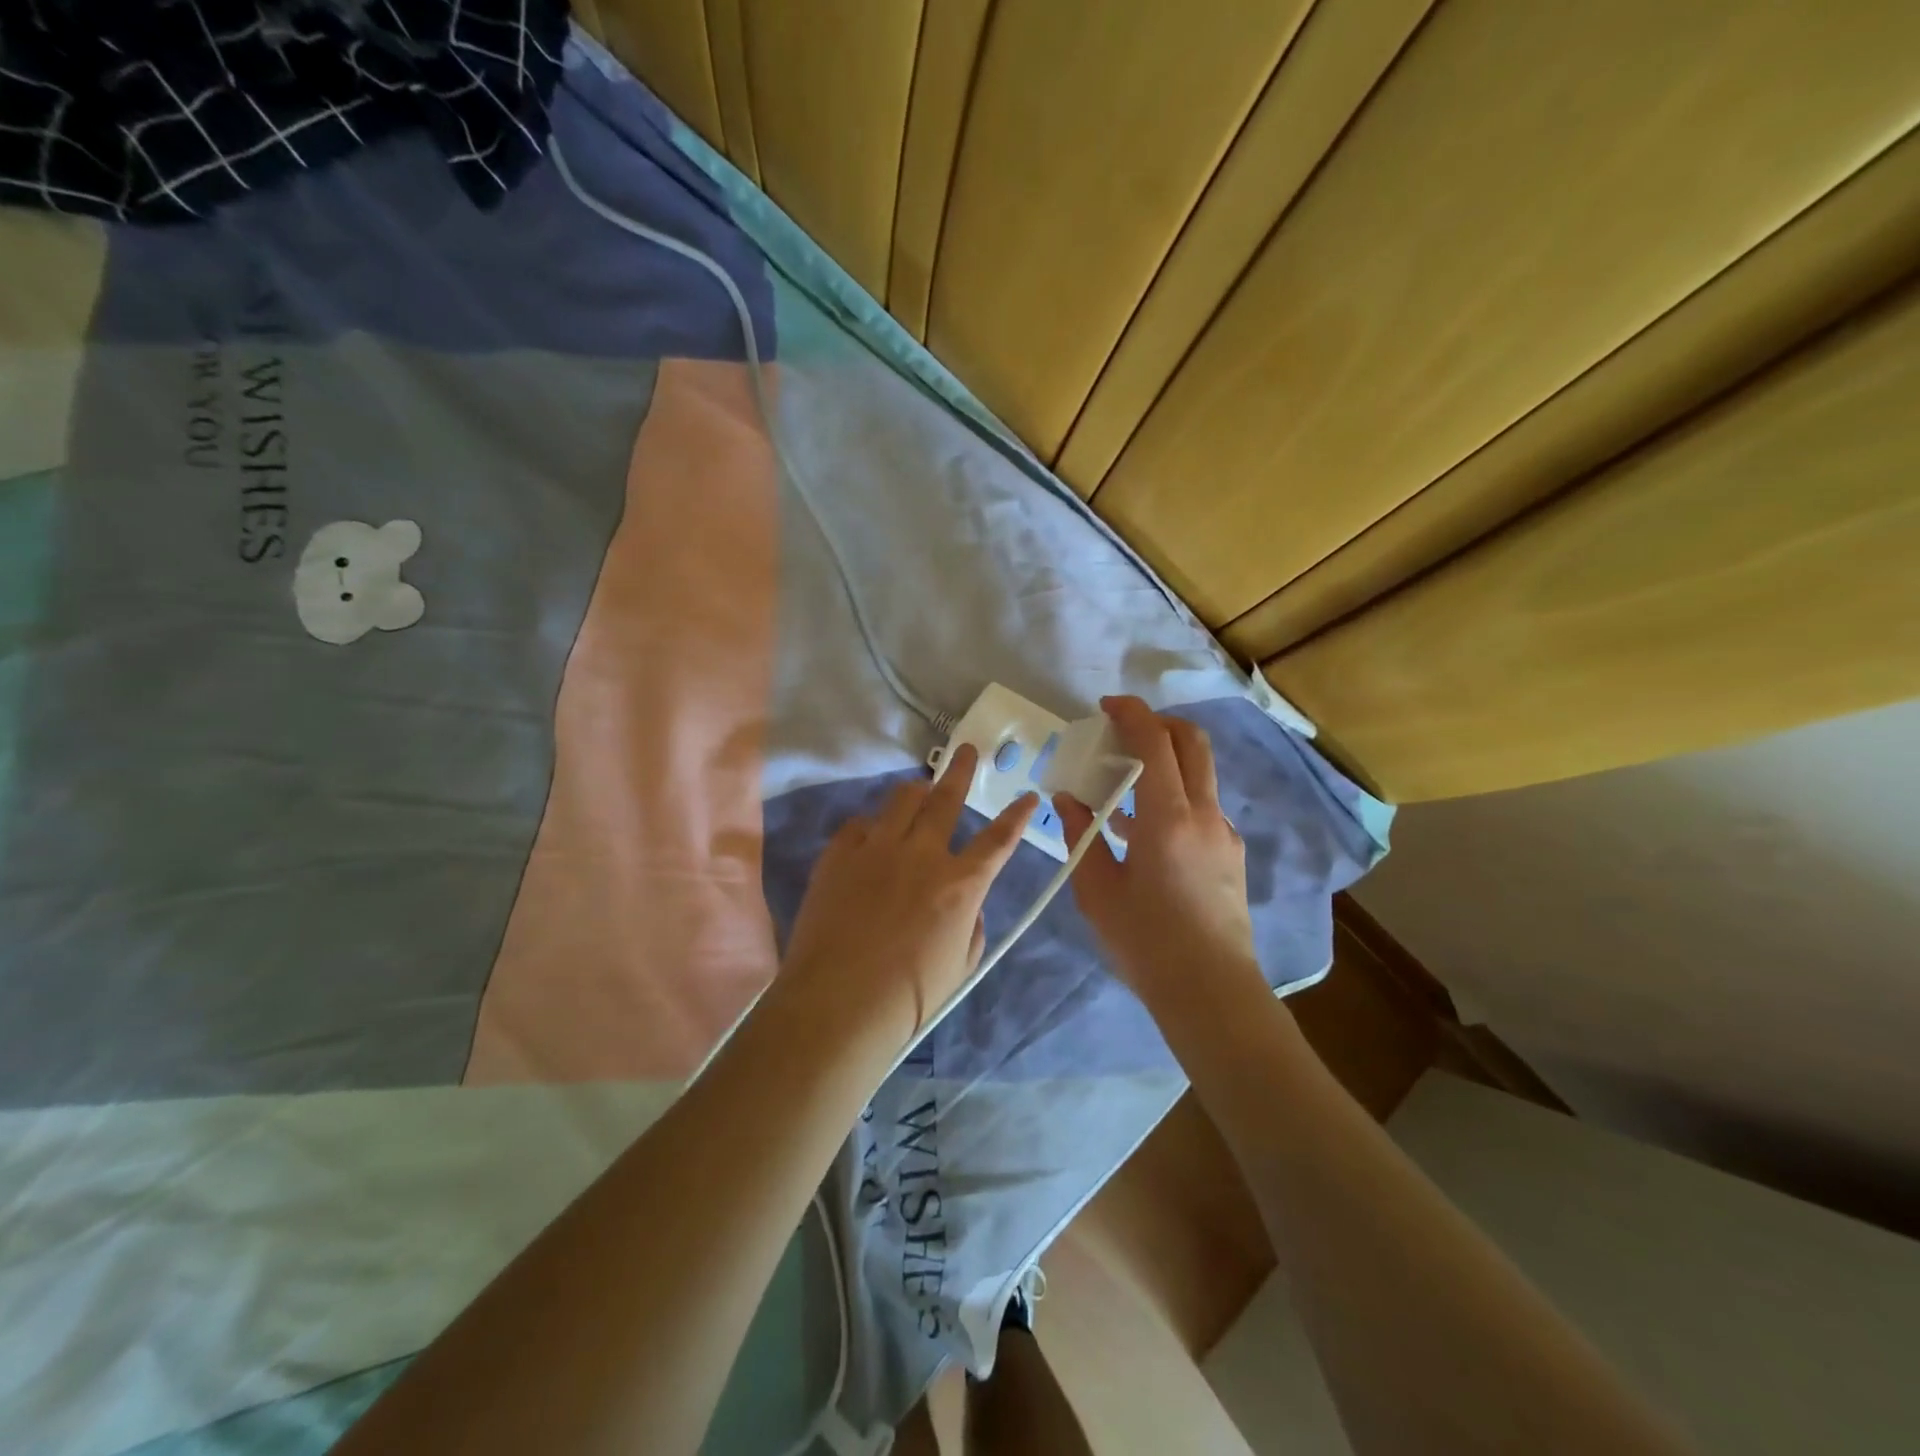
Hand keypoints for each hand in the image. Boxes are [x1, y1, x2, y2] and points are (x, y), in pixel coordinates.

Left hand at [781, 743, 1035, 1054]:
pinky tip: (870, 838)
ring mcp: (876, 849)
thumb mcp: (961, 964)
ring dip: (916, 791)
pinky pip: (859, 824)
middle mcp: (921, 854)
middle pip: (946, 798)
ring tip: (920, 789)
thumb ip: (972, 924)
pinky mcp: (838, 855)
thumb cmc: (910, 997)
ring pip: (901, 800)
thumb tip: (966, 901)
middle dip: (961, 770)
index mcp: (960, 884)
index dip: (1018, 816)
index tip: (1028, 796)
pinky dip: (871, 827)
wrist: (838, 1002)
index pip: (999, 840)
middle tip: (967, 750)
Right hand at [1056, 697, 1260, 1005]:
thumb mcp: (1098, 890)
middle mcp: (1205, 814)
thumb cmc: (1146, 942)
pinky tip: (1142, 830)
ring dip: (1165, 761)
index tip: (1107, 706)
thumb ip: (1082, 835)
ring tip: (1122, 784)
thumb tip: (1068, 799)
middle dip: (1158, 723)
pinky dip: (1173, 796)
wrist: (1211, 992)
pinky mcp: (1231, 854)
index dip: (1132, 714)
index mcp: (1168, 818)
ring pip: (1199, 774)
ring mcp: (1224, 834)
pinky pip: (1201, 807)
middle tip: (1122, 730)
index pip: (1156, 743)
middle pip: (1192, 743)